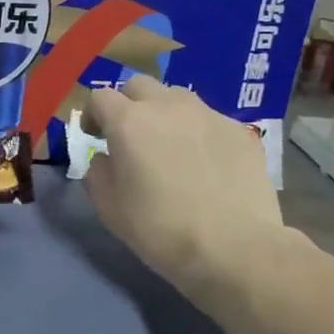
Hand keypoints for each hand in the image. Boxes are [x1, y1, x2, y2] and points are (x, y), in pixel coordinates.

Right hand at [83, 76, 287, 293]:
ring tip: (171, 147)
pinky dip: (198, 133)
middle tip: (131, 137)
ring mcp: (208, 115)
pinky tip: (205, 165)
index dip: (93, 115)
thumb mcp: (108, 207)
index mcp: (129, 122)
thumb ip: (98, 172)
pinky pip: (209, 120)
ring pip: (177, 98)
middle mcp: (167, 106)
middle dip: (128, 104)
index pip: (100, 97)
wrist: (234, 247)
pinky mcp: (240, 131)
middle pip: (139, 86)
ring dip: (165, 114)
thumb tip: (106, 158)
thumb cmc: (159, 229)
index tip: (95, 137)